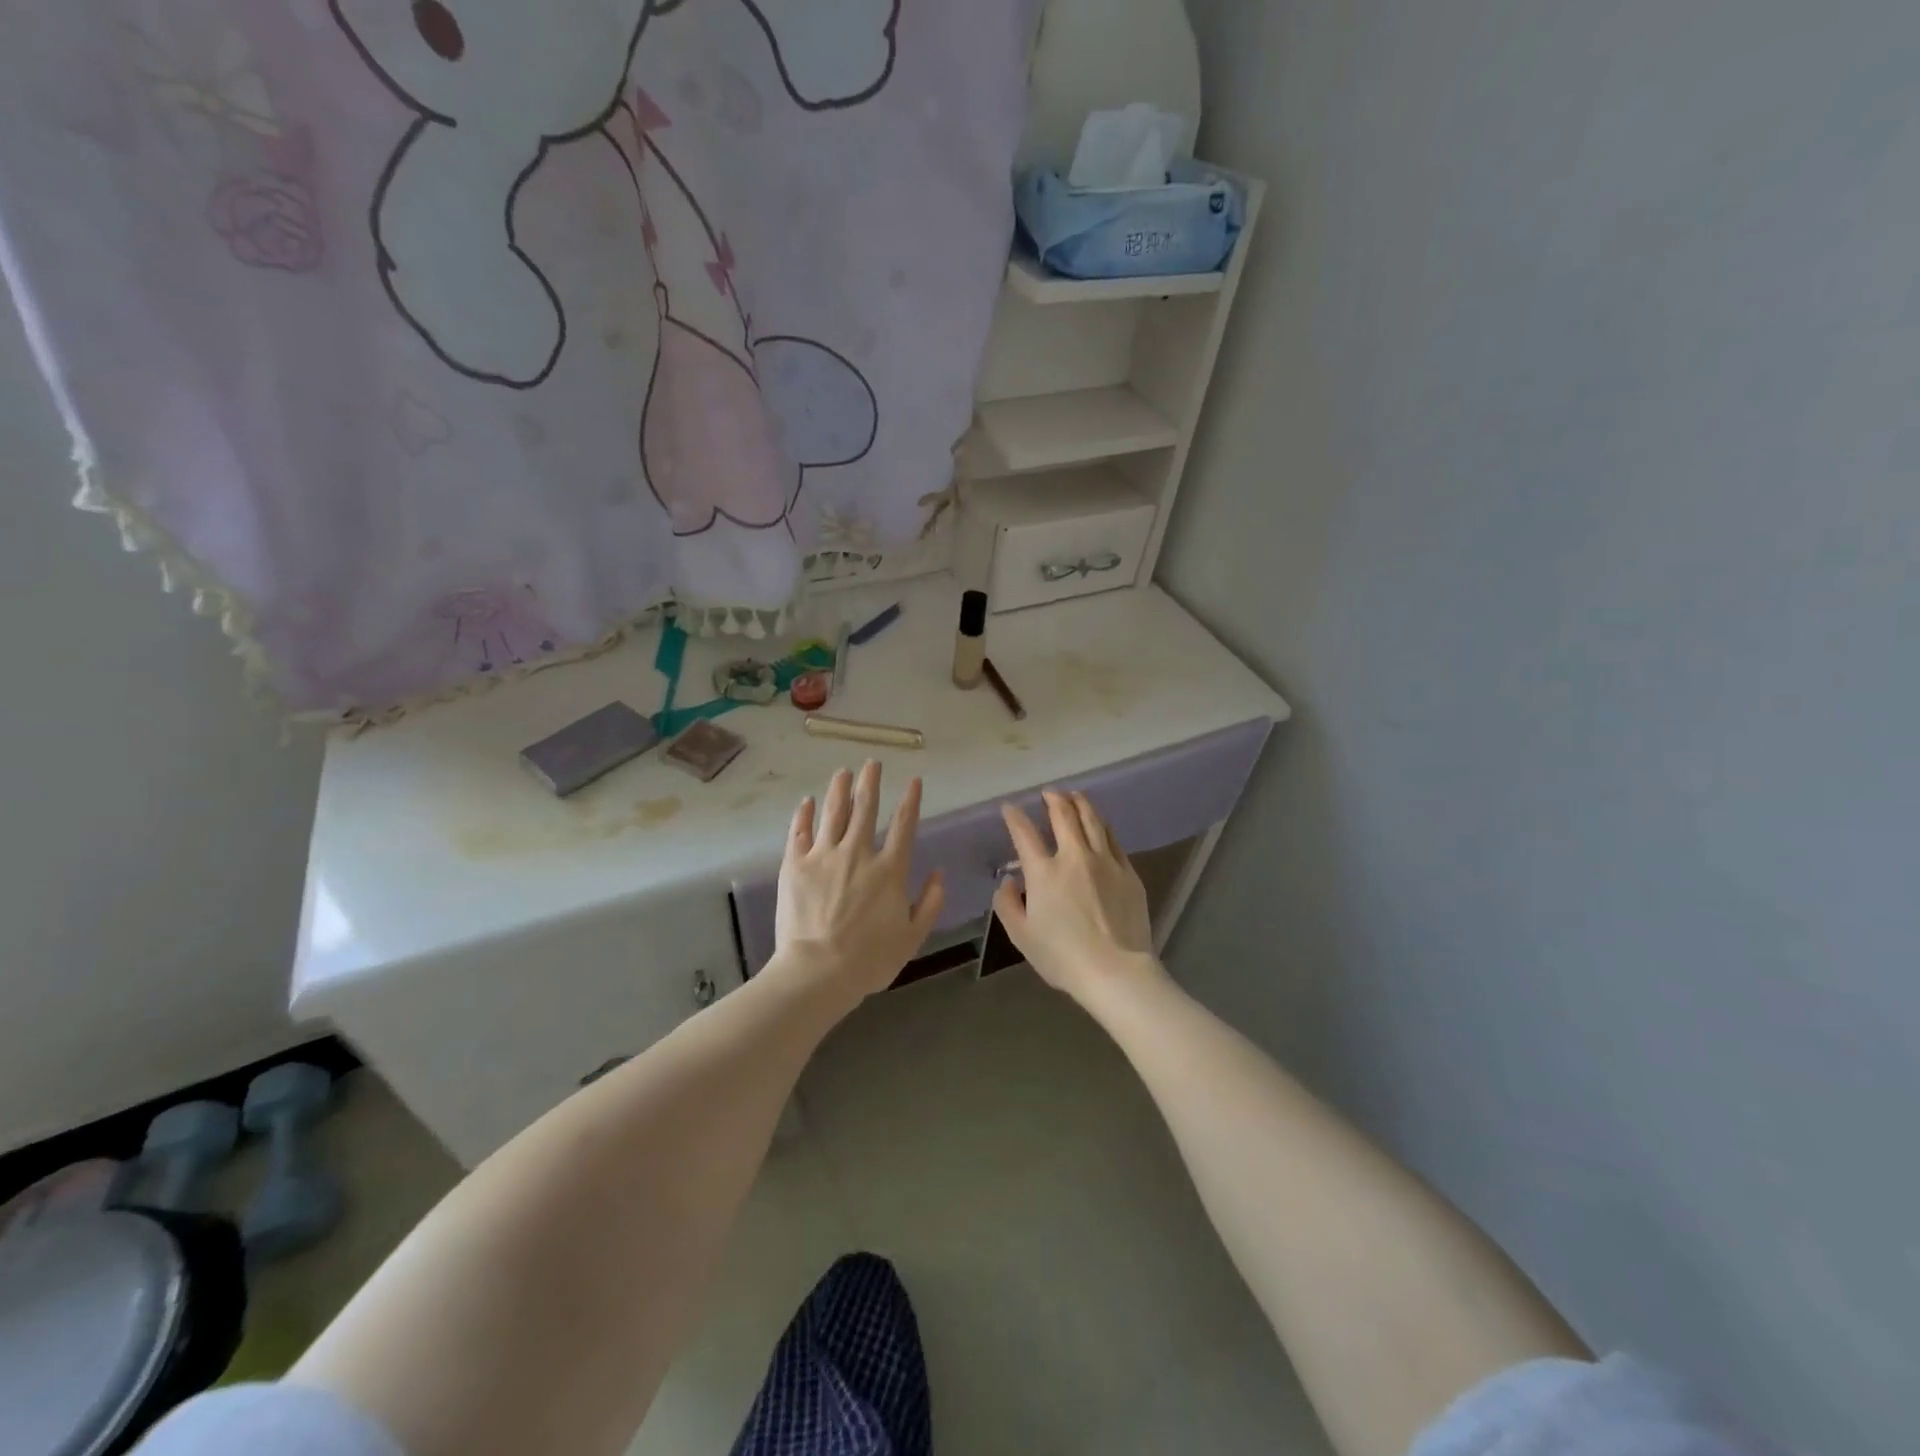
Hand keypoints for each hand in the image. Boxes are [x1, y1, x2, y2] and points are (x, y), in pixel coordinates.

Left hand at [771, 761, 944, 1003]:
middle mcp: (858, 853)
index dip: (910, 800)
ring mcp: (823, 855)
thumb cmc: (870, 959)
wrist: (818, 971)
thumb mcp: (912, 936)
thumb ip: (930, 903)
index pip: (904, 825)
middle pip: (866, 808)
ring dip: (839, 789)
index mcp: (889, 870)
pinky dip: (804, 814)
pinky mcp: (795, 864)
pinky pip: (800, 832)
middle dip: (871, 782)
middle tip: (871, 763)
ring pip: (833, 812)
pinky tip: (807, 802)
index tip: (913, 780)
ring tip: (843, 772)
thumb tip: (939, 873)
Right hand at [994, 789, 1164, 1006]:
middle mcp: (1074, 857)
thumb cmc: (1062, 957)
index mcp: (1044, 872)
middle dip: (1053, 799)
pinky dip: (1102, 826)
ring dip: (1081, 803)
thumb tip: (1008, 881)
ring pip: (1093, 820)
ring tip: (1075, 795)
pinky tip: (1100, 825)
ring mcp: (1105, 862)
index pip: (1024, 833)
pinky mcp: (1128, 872)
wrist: (1115, 971)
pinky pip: (1113, 839)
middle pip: (1064, 815)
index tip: (1010, 808)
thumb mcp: (1022, 936)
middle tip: (1049, 793)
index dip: (1015, 817)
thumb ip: (1007, 904)